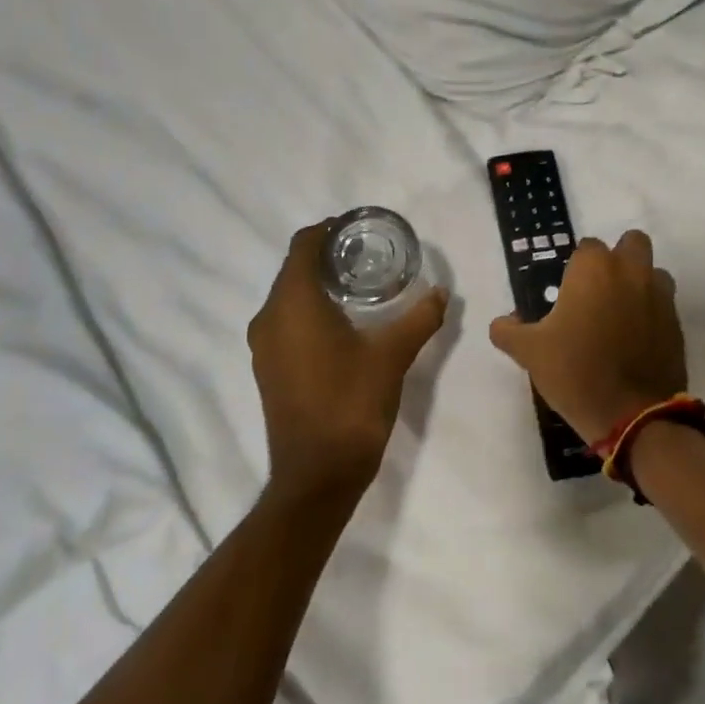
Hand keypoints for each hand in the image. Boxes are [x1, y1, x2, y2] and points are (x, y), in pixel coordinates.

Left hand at [248, 220, 448, 502]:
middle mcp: (268, 317)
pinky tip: (342, 324)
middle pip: (294, 268)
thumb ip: (420, 318)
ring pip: (288, 296)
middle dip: (328, 256)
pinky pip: (286, 321)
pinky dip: (309, 310)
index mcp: (293, 302)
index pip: (303, 245)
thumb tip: (441, 293)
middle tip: (369, 256)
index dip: (329, 230)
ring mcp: (263, 345)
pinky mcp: (267, 367)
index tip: (359, 229)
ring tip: (360, 287)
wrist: (317, 474)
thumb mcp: (393, 355)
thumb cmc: (351, 404)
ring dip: (318, 284)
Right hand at [488, 230, 687, 446]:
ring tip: (619, 314)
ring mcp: (660, 297)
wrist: (632, 415)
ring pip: (653, 272)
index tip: (566, 293)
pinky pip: (664, 305)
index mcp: (594, 269)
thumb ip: (508, 330)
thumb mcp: (529, 352)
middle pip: (631, 243)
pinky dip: (651, 312)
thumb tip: (503, 322)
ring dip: (639, 282)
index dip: (576, 267)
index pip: (586, 247)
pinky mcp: (677, 324)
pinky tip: (634, 339)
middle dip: (618, 259)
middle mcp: (631, 272)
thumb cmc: (575, 371)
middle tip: (598, 291)